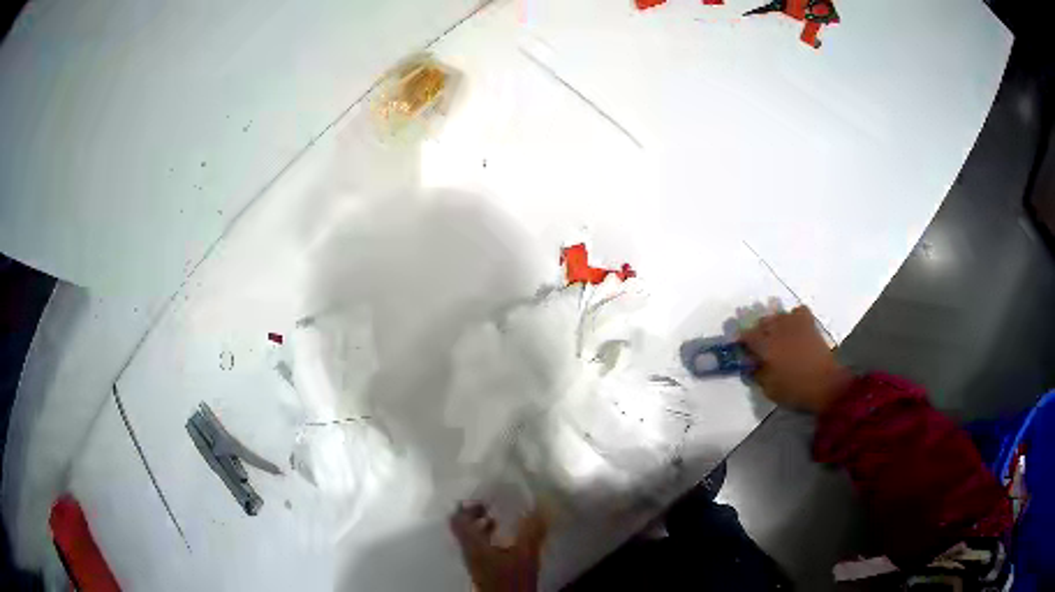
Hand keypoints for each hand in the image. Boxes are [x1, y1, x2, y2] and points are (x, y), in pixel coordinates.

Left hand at [449, 502, 546, 591]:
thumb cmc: (512, 579)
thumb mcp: (526, 554)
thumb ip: (531, 531)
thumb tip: (540, 506)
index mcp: (472, 545)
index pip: (457, 521)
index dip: (465, 507)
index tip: (481, 499)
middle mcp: (469, 552)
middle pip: (463, 529)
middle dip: (474, 516)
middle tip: (489, 506)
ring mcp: (475, 562)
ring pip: (471, 539)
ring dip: (481, 528)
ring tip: (498, 520)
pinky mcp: (483, 570)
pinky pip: (480, 549)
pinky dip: (488, 539)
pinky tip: (506, 541)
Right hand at [740, 306, 852, 412]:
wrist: (826, 386)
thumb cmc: (796, 391)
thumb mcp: (769, 390)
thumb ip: (757, 375)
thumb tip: (751, 366)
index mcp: (766, 347)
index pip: (747, 336)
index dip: (742, 340)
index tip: (741, 347)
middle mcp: (779, 331)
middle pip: (763, 322)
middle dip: (758, 331)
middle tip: (758, 344)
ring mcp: (795, 327)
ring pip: (779, 315)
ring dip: (775, 323)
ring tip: (776, 333)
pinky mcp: (810, 327)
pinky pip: (799, 312)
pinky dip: (794, 316)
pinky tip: (793, 326)